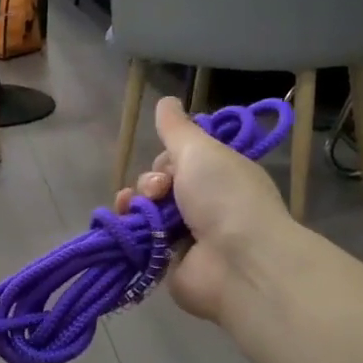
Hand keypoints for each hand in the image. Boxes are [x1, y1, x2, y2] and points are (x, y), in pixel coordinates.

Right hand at [111, 96, 292, 324]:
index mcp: (219, 175)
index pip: (180, 159)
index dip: (167, 159)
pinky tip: (125, 224)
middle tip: (161, 191)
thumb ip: (177, 127)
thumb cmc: (224, 197)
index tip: (170, 164)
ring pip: (146, 210)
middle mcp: (204, 204)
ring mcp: (186, 235)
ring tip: (141, 210)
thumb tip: (167, 100)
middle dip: (150, 183)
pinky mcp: (167, 261)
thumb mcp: (200, 150)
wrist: (238, 262)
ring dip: (136, 203)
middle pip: (159, 184)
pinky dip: (130, 230)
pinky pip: (139, 238)